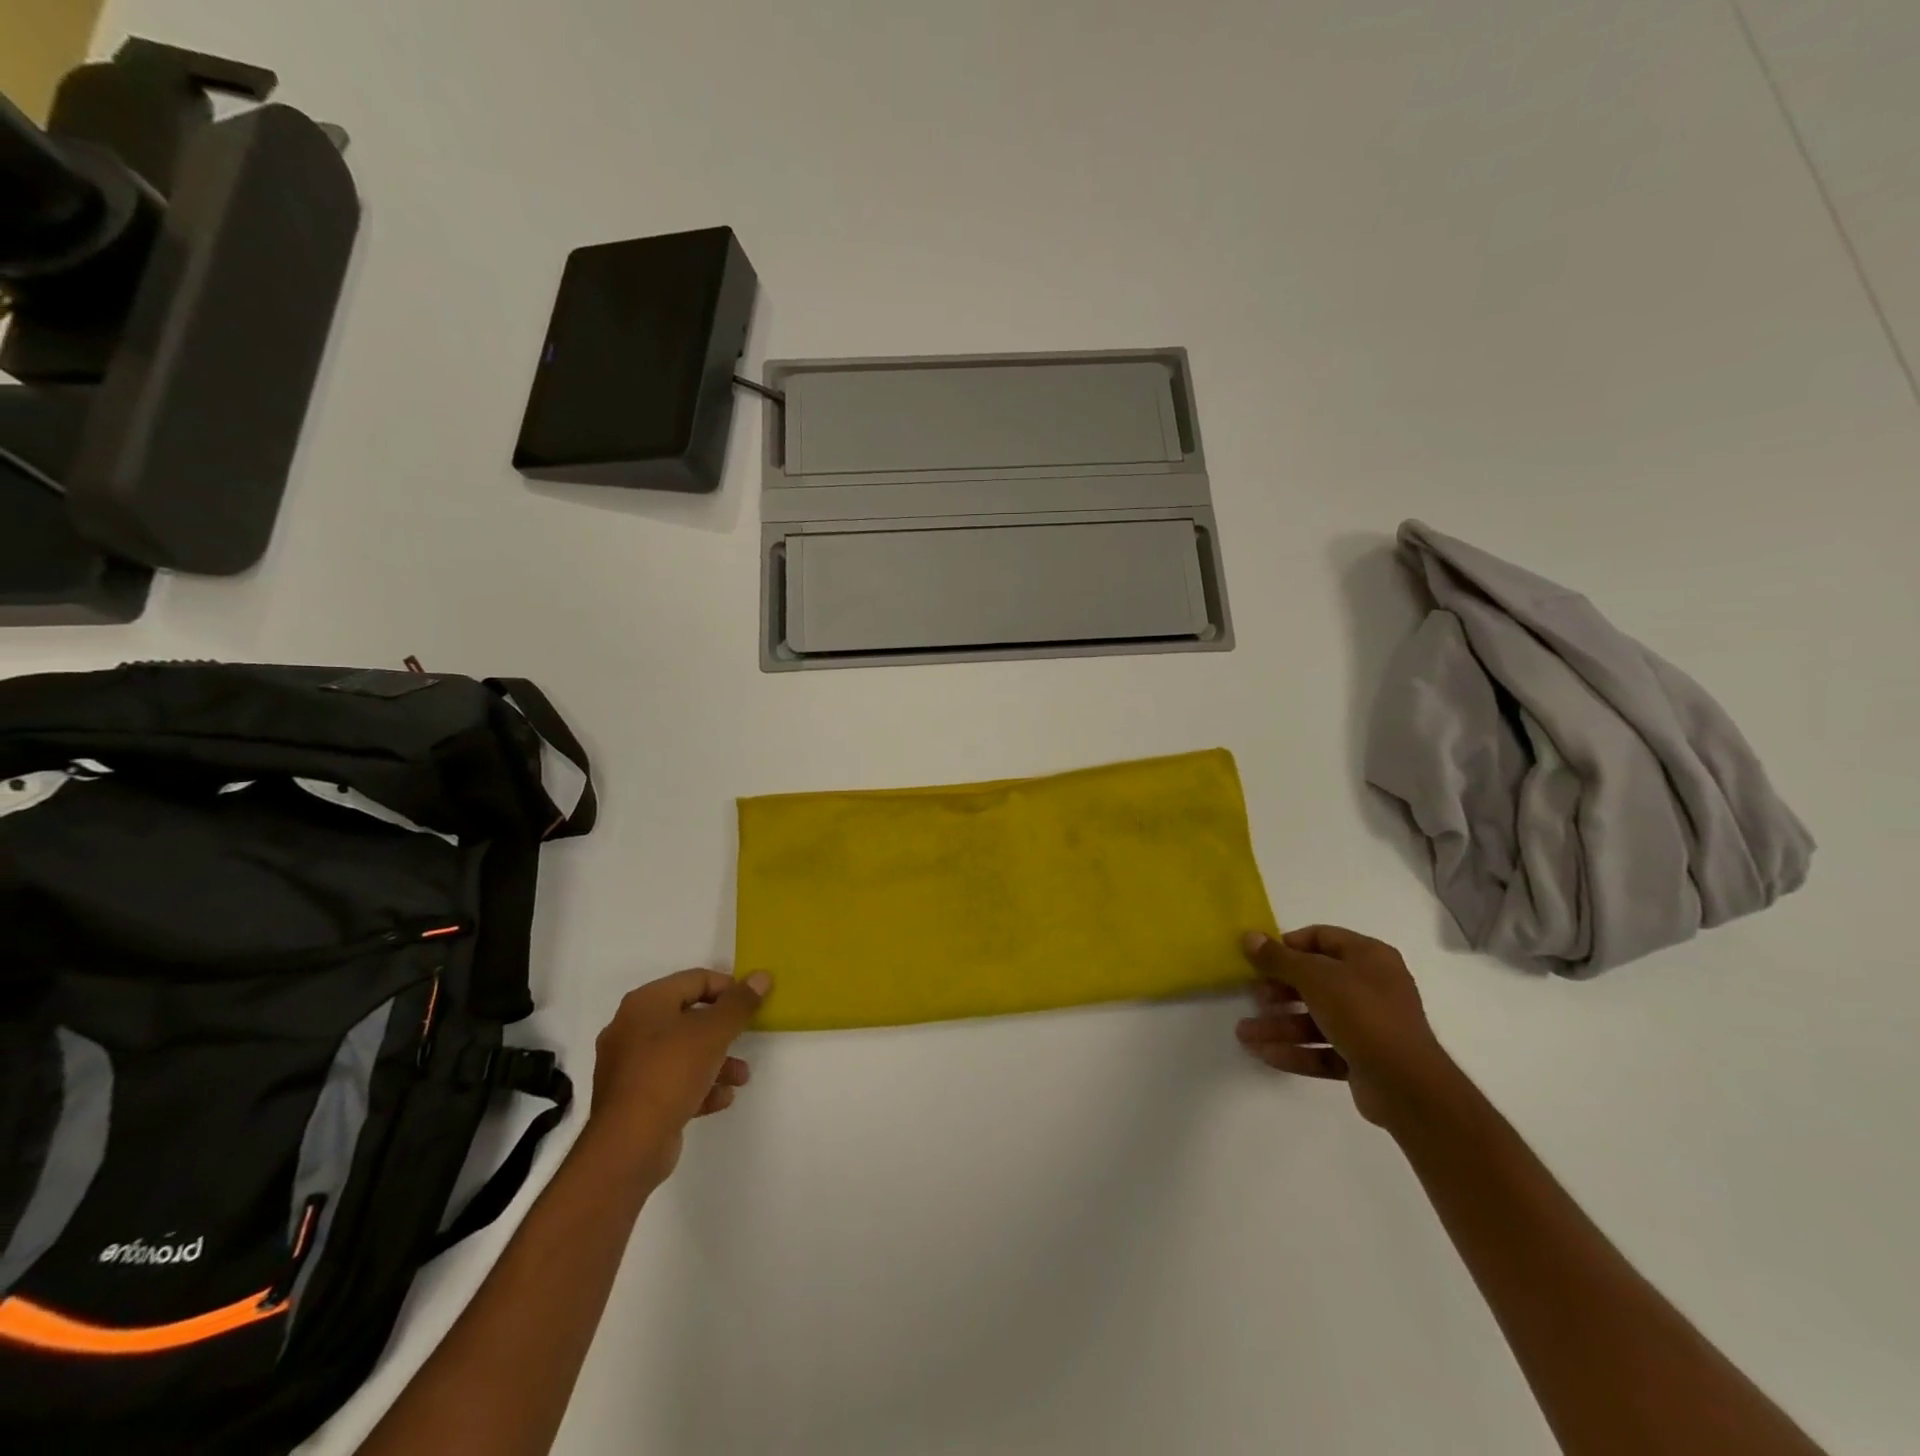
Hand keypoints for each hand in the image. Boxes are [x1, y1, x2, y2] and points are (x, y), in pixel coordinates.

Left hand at [583, 969, 770, 1187]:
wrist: (627, 1147)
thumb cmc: (670, 1073)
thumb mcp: (713, 1033)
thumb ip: (739, 1003)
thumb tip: (761, 976)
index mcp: (646, 1003)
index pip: (696, 979)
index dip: (728, 988)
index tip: (752, 1006)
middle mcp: (631, 1028)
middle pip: (689, 1016)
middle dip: (723, 1030)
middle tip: (746, 1039)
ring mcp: (628, 1066)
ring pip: (682, 1052)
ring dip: (716, 1060)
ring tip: (741, 1077)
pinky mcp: (632, 1099)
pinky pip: (671, 1081)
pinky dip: (698, 1085)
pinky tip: (721, 1098)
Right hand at [1236, 926, 1457, 1127]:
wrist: (1408, 1086)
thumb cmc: (1362, 1014)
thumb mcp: (1315, 977)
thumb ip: (1279, 958)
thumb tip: (1249, 936)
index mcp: (1369, 957)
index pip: (1321, 938)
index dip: (1288, 945)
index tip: (1259, 958)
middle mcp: (1372, 986)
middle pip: (1314, 980)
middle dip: (1278, 991)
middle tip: (1251, 996)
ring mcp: (1369, 1025)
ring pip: (1315, 1018)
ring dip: (1279, 1025)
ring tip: (1244, 1034)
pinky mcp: (1364, 1058)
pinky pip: (1323, 1048)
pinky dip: (1295, 1050)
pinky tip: (1264, 1054)